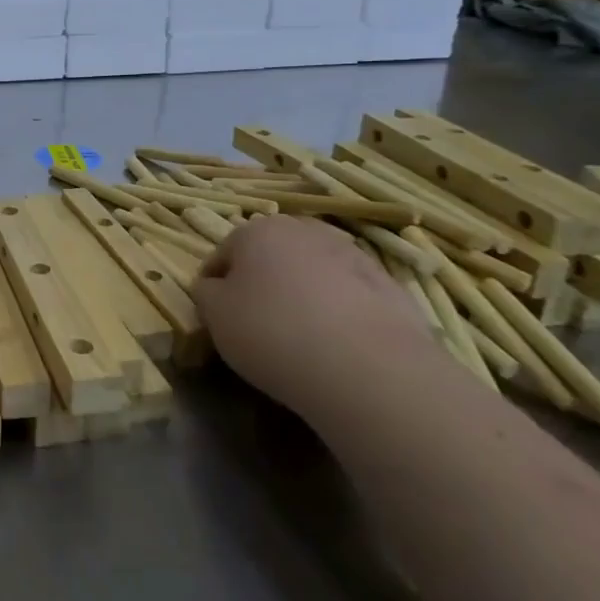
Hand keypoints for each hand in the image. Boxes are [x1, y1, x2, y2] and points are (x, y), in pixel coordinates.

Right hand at [194, 215, 434, 418]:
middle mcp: (305, 231)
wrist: (370, 370)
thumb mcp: (215, 315)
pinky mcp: (392, 289)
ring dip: (304, 296)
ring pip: (314, 274)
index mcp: (257, 230)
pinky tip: (339, 348)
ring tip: (304, 339)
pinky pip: (351, 298)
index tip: (219, 319)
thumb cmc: (273, 332)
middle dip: (263, 283)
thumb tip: (215, 288)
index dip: (216, 287)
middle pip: (272, 257)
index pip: (223, 255)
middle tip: (260, 325)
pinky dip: (341, 315)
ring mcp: (354, 256)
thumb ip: (206, 294)